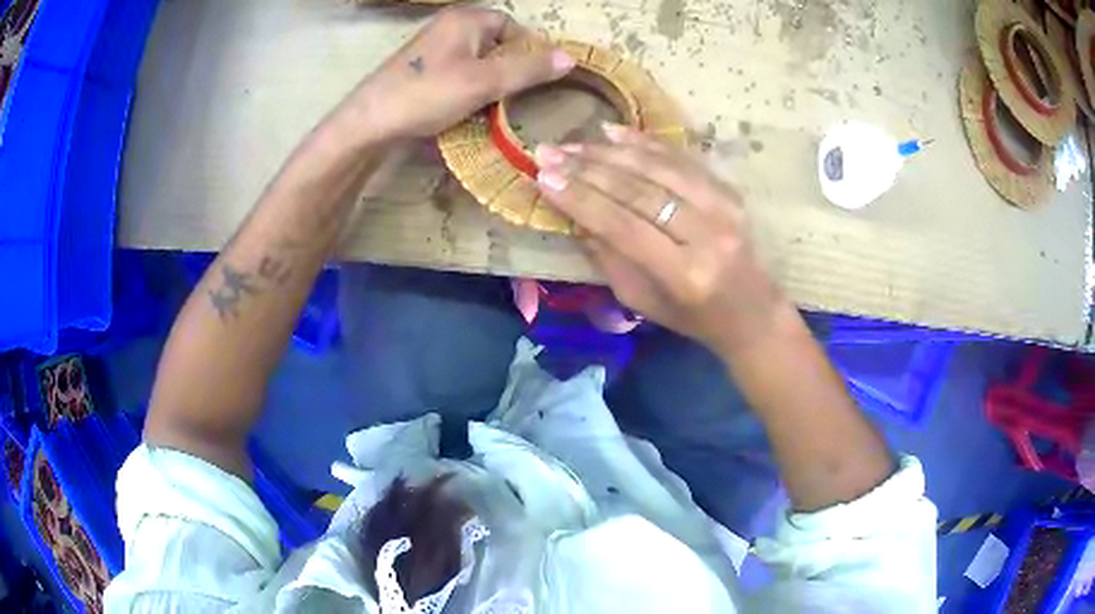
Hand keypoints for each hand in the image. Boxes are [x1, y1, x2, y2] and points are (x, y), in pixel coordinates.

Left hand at [346, 8, 574, 141]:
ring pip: (477, 59)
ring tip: (489, 104)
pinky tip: (464, 105)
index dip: (528, 51)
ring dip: (488, 80)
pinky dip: (468, 85)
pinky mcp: (422, 66)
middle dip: (508, 68)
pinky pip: (458, 70)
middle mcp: (450, 24)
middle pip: (496, 42)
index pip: (513, 26)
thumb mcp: (485, 82)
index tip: (535, 80)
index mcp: (467, 18)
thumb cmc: (428, 94)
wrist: (369, 122)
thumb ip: (528, 69)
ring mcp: (433, 45)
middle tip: (511, 95)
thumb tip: (570, 58)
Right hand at [535, 124, 789, 356]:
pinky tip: (614, 132)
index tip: (543, 177)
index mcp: (684, 274)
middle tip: (549, 152)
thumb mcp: (642, 301)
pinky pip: (682, 159)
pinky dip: (646, 142)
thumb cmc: (692, 317)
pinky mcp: (730, 191)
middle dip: (587, 169)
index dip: (581, 199)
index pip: (623, 226)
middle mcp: (707, 235)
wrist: (752, 311)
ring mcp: (724, 208)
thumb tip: (575, 213)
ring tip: (573, 143)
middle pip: (639, 191)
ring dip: (610, 151)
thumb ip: (609, 256)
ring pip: (659, 168)